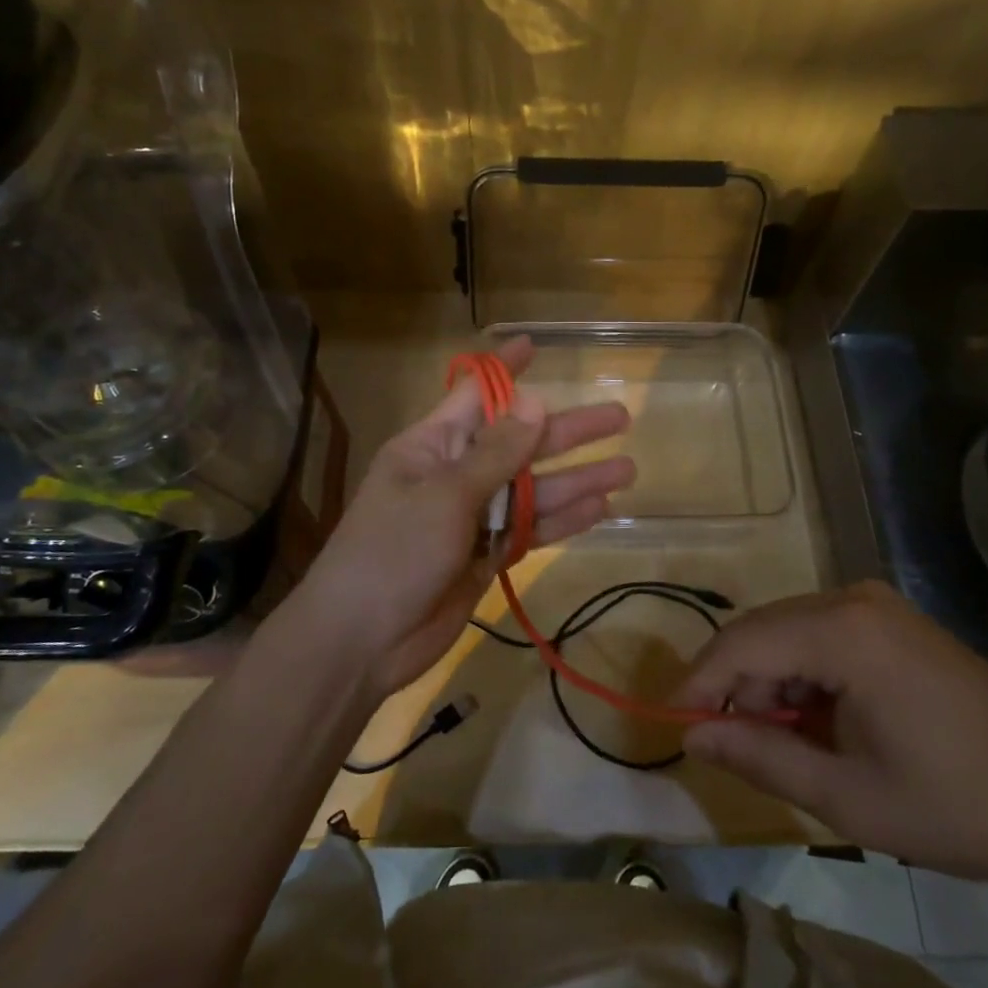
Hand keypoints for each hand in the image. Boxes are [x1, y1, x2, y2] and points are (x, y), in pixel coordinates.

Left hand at [294, 335, 633, 698]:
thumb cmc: (393, 551)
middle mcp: (456, 474)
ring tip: (626, 470)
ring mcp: (474, 518)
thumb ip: (496, 454)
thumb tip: (535, 402)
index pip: (476, 395)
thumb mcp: (445, 495)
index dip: (507, 371)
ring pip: (533, 489)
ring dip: (577, 480)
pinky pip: (532, 529)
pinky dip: (563, 520)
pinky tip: (599, 509)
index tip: (536, 346)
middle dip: (567, 431)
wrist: (361, 641)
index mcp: (433, 445)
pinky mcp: (487, 556)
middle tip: (620, 417)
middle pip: (520, 443)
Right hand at [675, 583, 987, 896]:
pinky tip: (817, 720)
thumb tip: (692, 735)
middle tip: (729, 745)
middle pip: (763, 631)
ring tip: (783, 743)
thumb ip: (760, 757)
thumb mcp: (847, 797)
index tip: (673, 723)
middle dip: (737, 685)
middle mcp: (854, 598)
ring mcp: (877, 604)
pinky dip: (803, 674)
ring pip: (788, 631)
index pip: (742, 644)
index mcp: (844, 631)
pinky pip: (821, 634)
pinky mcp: (892, 619)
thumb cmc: (955, 807)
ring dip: (770, 682)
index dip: (700, 682)